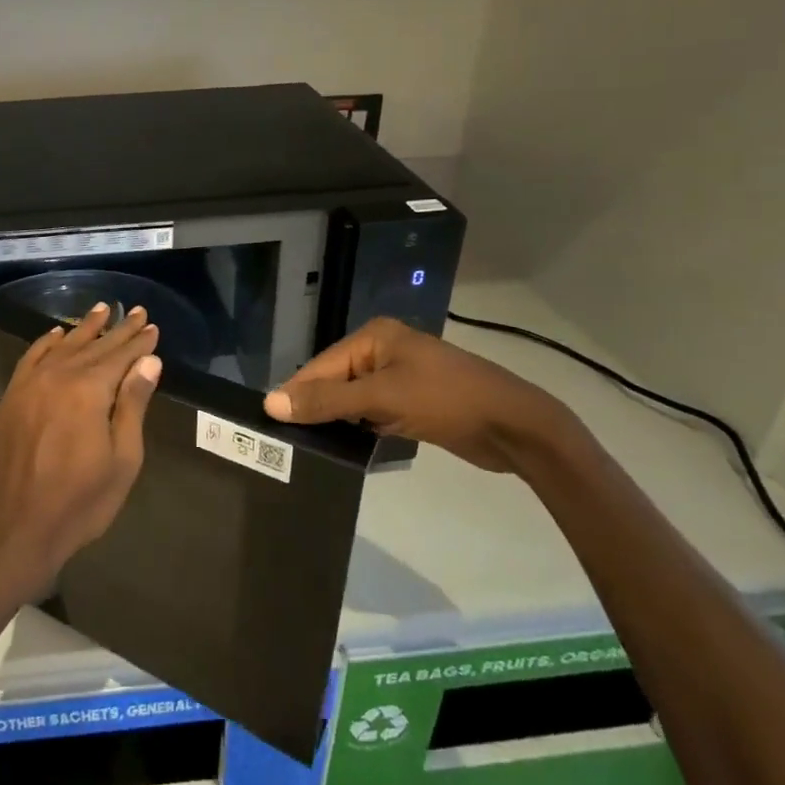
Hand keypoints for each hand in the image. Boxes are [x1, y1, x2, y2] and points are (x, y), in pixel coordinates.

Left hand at [0, 303, 162, 601]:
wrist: (13, 527)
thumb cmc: (78, 501)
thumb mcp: (122, 459)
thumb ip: (133, 405)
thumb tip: (149, 361)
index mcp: (89, 391)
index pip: (121, 356)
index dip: (139, 341)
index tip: (152, 326)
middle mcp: (58, 376)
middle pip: (94, 346)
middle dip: (118, 329)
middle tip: (136, 311)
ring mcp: (30, 385)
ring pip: (63, 345)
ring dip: (84, 327)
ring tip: (102, 309)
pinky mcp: (12, 397)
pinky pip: (31, 358)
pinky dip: (46, 342)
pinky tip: (56, 334)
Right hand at [263, 317, 572, 472]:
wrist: (515, 427)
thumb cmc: (446, 401)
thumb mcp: (381, 399)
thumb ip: (326, 401)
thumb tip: (270, 403)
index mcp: (374, 337)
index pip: (321, 365)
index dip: (296, 394)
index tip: (269, 424)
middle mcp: (383, 350)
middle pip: (334, 381)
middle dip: (315, 408)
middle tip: (287, 441)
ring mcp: (399, 376)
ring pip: (352, 399)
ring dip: (335, 420)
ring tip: (307, 447)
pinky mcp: (411, 402)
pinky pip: (371, 412)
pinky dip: (358, 427)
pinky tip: (343, 447)